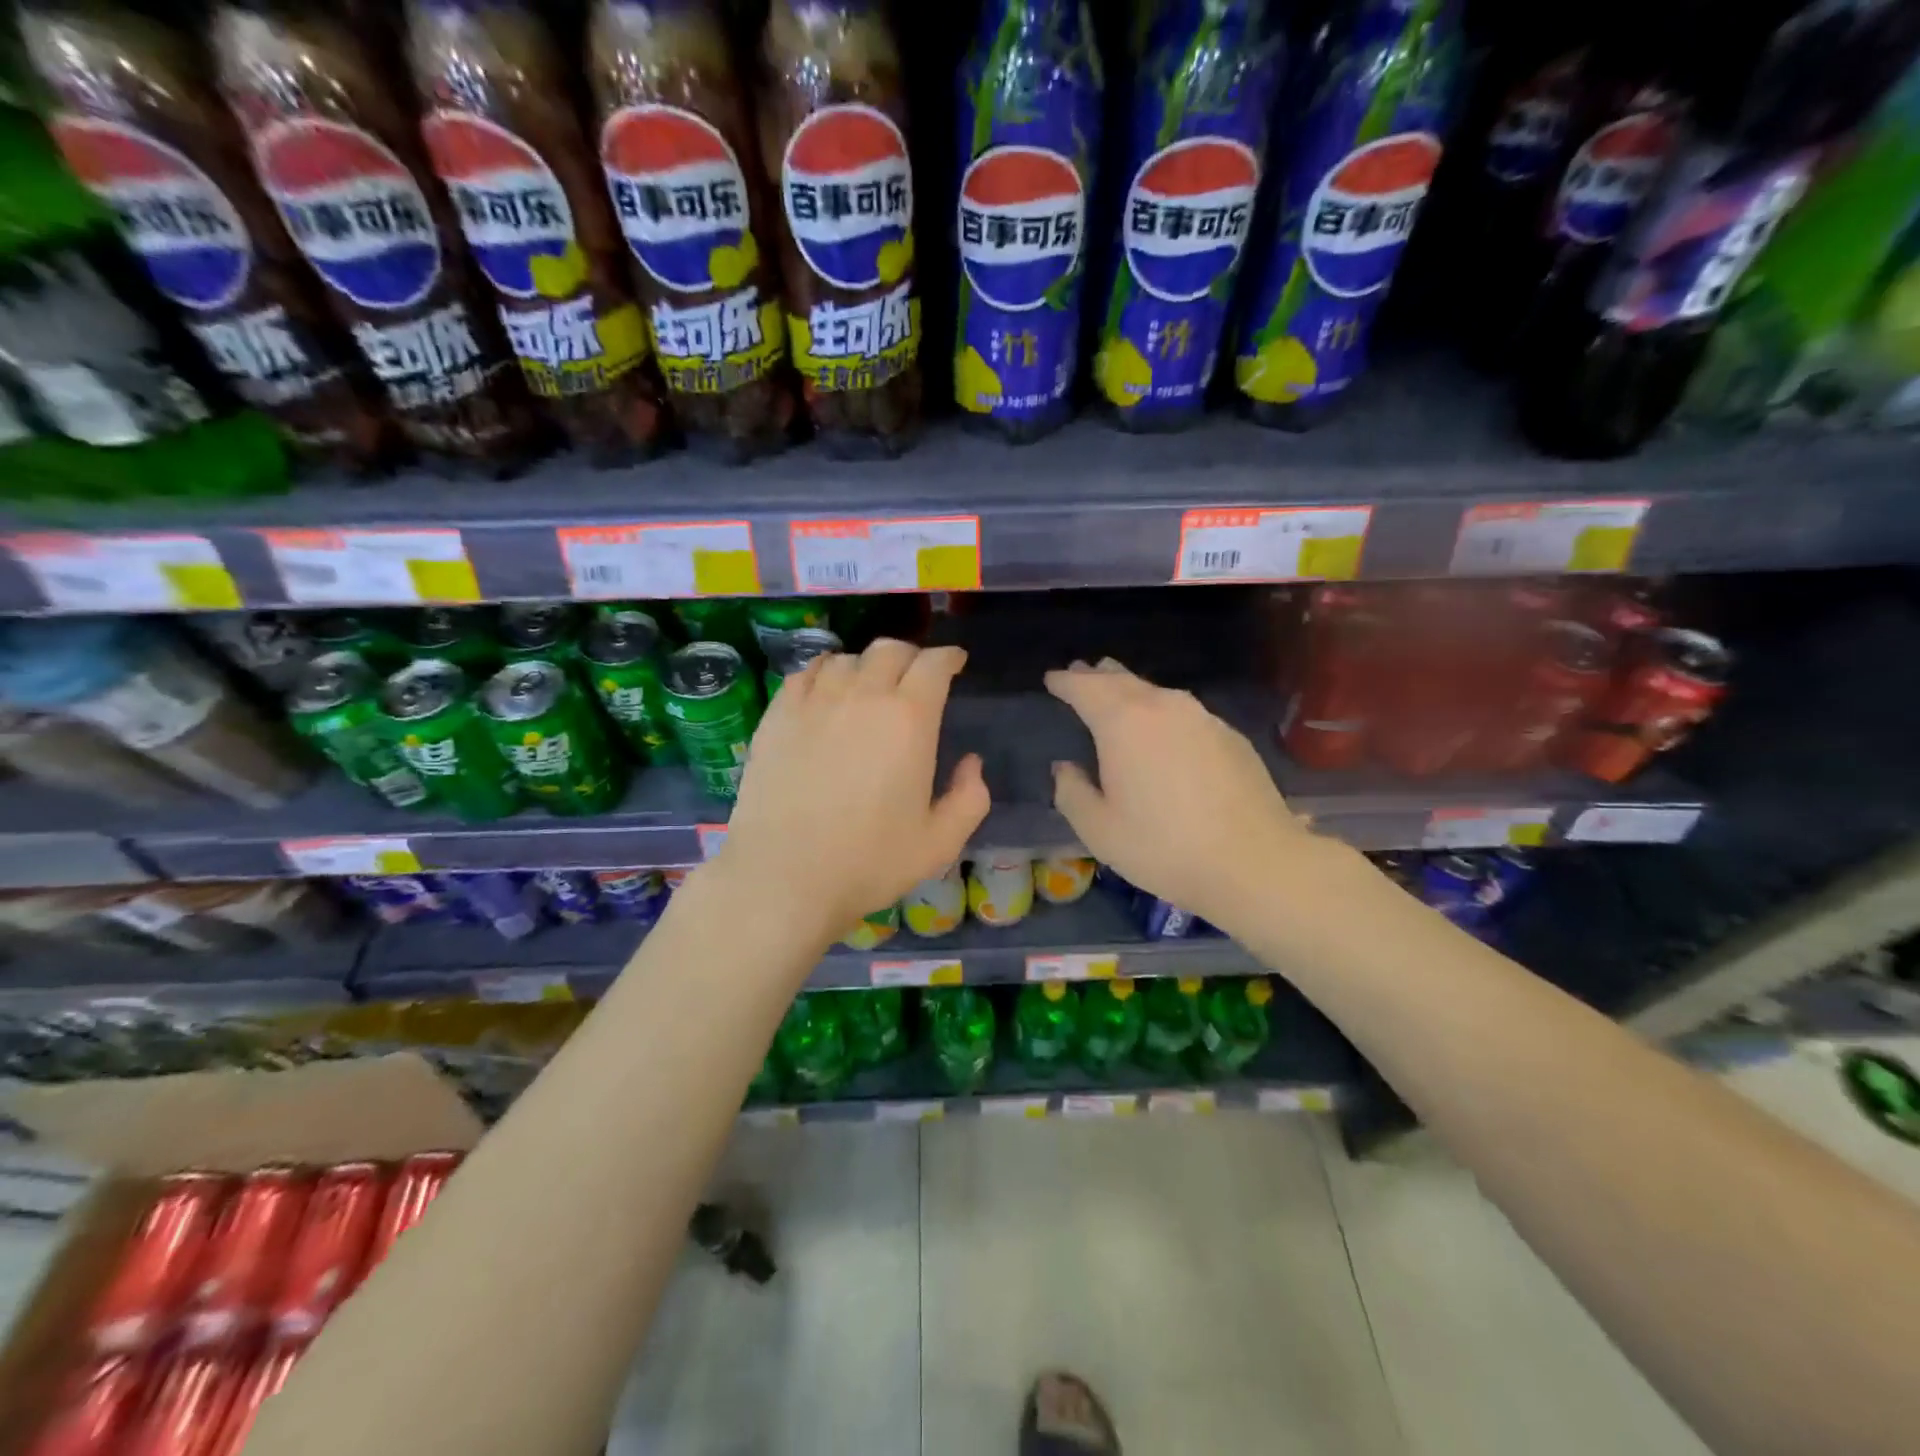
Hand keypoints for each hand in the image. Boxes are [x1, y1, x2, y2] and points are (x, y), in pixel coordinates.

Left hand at [715, 639, 988, 944]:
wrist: (784, 876)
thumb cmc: (869, 861)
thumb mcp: (940, 842)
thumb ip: (969, 797)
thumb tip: (971, 762)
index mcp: (909, 719)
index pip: (933, 664)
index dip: (948, 657)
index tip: (955, 663)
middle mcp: (862, 696)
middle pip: (890, 650)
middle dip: (911, 655)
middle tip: (916, 674)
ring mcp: (814, 702)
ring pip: (847, 658)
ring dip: (866, 665)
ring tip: (869, 684)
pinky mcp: (777, 716)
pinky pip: (806, 673)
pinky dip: (825, 672)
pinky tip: (826, 690)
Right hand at [1045, 659, 1322, 935]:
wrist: (1253, 863)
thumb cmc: (1163, 847)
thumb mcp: (1098, 829)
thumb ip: (1072, 792)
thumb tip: (1065, 768)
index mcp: (1123, 723)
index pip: (1085, 688)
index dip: (1065, 682)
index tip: (1052, 678)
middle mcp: (1163, 706)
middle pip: (1122, 681)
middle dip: (1097, 676)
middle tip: (1081, 671)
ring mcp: (1202, 717)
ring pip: (1156, 692)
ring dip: (1131, 689)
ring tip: (1117, 689)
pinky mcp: (1229, 735)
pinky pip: (1184, 711)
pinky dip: (1162, 711)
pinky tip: (1163, 727)